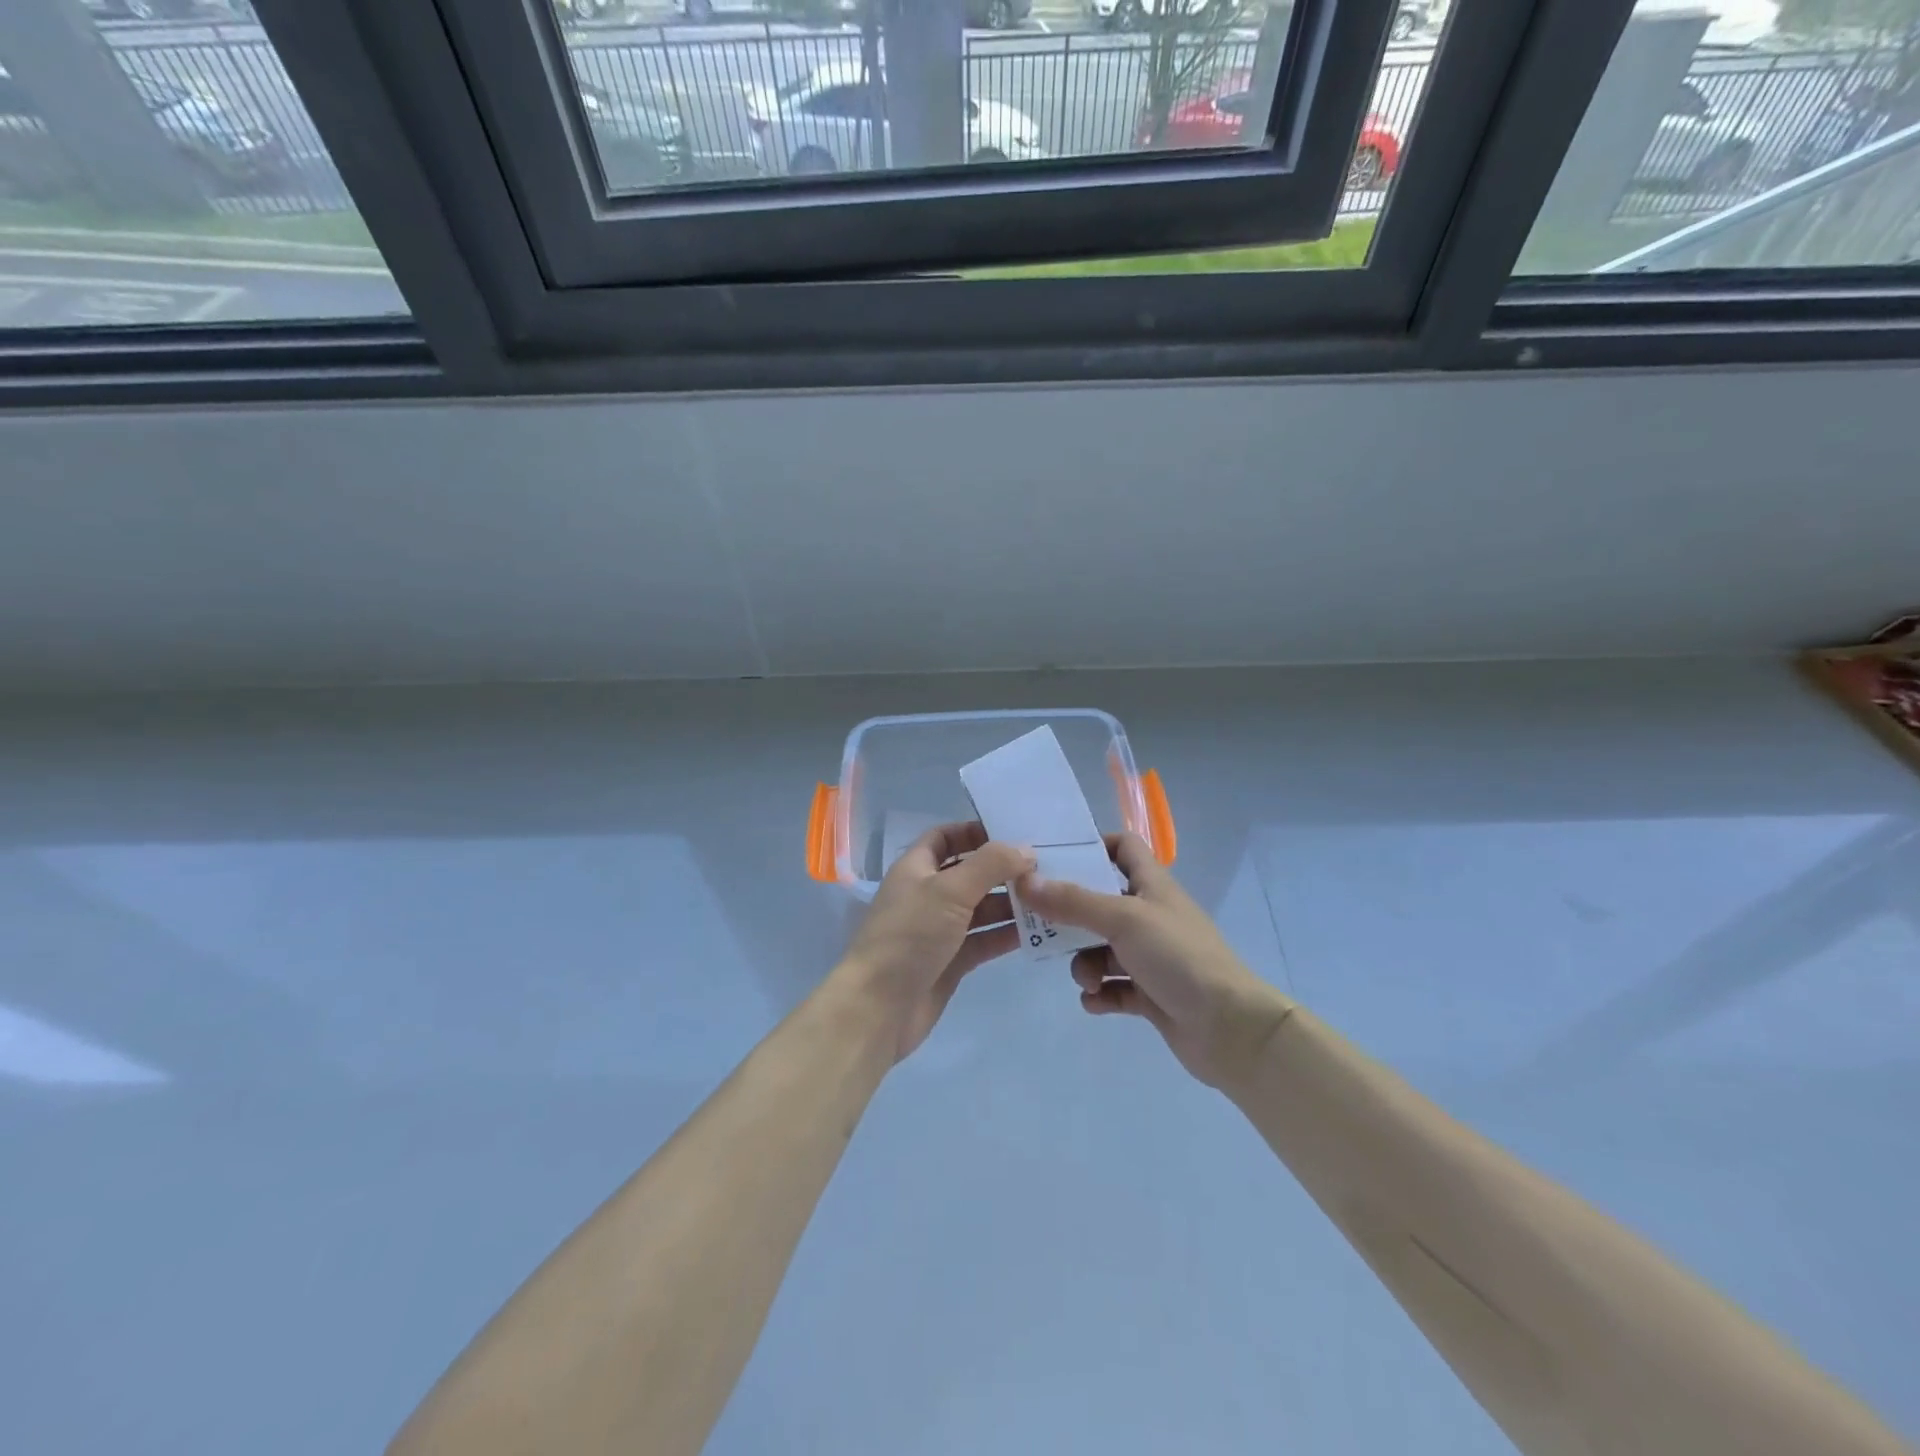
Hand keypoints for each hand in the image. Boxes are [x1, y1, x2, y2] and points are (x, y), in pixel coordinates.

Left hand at [836, 821, 1032, 1062]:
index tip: (1014, 832)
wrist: (879, 1008)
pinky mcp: (952, 961)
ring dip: (1011, 902)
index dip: (974, 831)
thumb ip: (990, 865)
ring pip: (981, 908)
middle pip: (969, 872)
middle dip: (1002, 869)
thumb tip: (1026, 850)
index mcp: (916, 868)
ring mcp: (940, 930)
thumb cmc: (910, 935)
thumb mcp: (949, 889)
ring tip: (1050, 898)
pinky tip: (1039, 930)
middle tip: (1046, 867)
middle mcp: (928, 895)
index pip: (945, 837)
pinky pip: (985, 939)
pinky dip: (1007, 934)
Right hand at [1019, 833, 1292, 1087]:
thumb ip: (1073, 901)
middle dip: (1071, 918)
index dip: (1093, 847)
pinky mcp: (1150, 994)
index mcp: (1151, 885)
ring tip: (1087, 981)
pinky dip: (1100, 993)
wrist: (1230, 1028)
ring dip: (1085, 963)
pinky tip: (1096, 1002)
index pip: (1122, 848)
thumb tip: (1024, 880)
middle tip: (1042, 928)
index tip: (1056, 861)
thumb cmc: (1179, 957)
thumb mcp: (1123, 919)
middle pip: (1100, 903)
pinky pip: (1112, 987)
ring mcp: (1151, 957)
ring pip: (1102, 949)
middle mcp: (1150, 916)